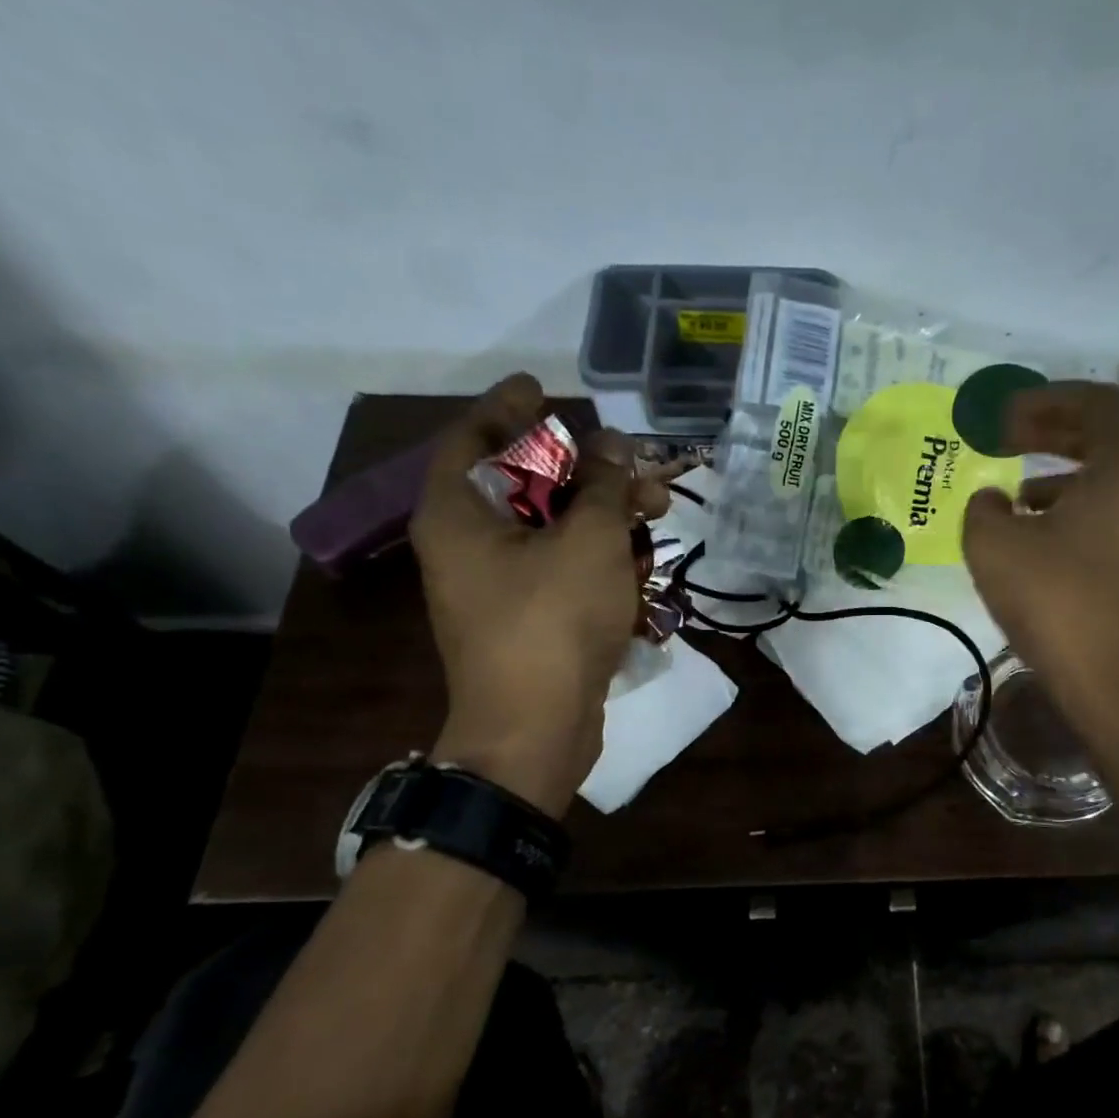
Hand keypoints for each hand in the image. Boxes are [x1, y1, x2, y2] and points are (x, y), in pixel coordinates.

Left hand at [410, 374, 666, 815]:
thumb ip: (605, 485)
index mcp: (459, 513)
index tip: (543, 386)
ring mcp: (498, 586)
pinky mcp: (528, 619)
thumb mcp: (589, 541)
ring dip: (603, 514)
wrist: (535, 730)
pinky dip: (597, 555)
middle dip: (585, 468)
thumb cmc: (552, 623)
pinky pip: (561, 568)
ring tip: (659, 510)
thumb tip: (614, 447)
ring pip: (551, 529)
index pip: (475, 436)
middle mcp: (468, 544)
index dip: (511, 406)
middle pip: (524, 483)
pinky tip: (641, 558)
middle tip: (634, 461)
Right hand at [962, 382, 1118, 737]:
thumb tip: (993, 501)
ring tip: (1013, 498)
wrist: (1117, 689)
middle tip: (1005, 440)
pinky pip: (1108, 521)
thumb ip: (983, 509)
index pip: (1095, 403)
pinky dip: (1071, 515)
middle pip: (1103, 441)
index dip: (1045, 399)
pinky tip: (1036, 546)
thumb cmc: (1058, 605)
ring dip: (1058, 479)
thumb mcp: (995, 548)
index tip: (1003, 417)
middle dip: (1050, 434)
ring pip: (1105, 485)